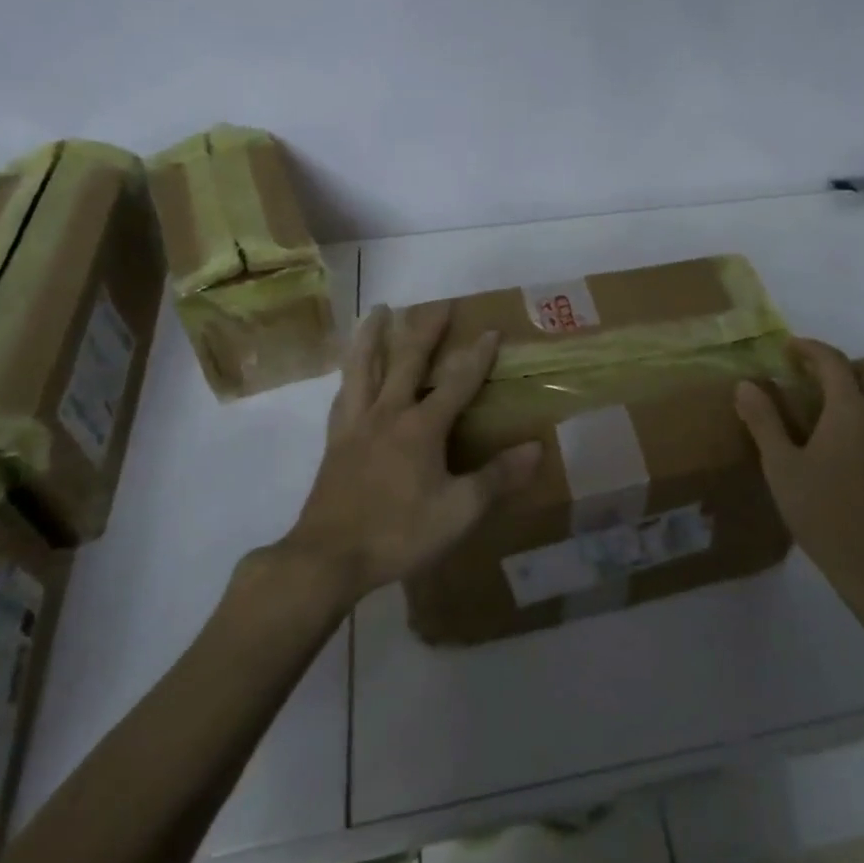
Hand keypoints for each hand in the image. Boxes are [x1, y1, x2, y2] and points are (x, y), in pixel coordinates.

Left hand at [278, 302, 541, 603]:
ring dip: (372, 335)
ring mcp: (355, 425)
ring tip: (378, 310)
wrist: (326, 558)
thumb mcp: (458, 511)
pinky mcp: (334, 442)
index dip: (478, 357)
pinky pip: (342, 396)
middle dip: (426, 331)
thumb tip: (537, 448)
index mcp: (421, 427)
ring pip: (363, 367)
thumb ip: (497, 478)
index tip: (492, 330)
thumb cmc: (398, 533)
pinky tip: (351, 373)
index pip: (457, 383)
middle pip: (407, 361)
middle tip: (439, 304)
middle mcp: (387, 414)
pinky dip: (349, 375)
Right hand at [735, 339, 863, 604]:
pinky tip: (851, 440)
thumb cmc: (824, 513)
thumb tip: (746, 385)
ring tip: (830, 408)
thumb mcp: (782, 467)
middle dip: (843, 364)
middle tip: (812, 379)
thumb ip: (764, 421)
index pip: (833, 361)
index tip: (788, 348)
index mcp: (852, 410)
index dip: (810, 349)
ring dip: (863, 386)